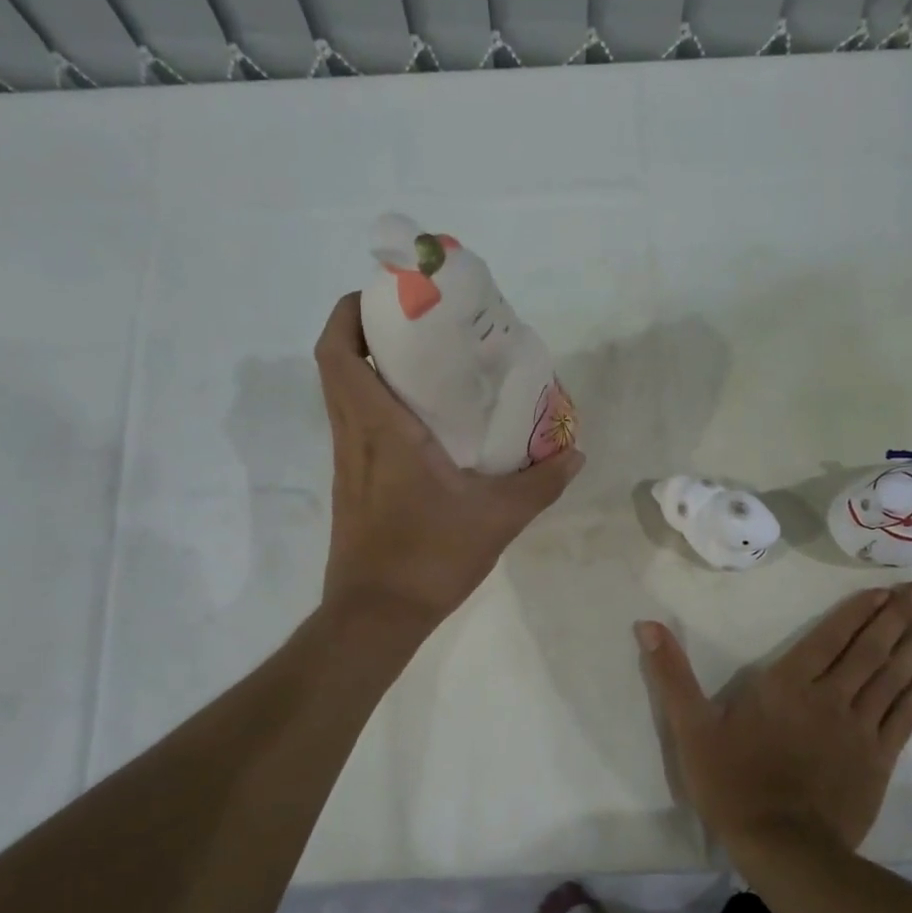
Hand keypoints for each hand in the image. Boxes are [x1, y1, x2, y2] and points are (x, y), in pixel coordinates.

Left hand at [316, 294, 583, 626]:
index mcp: (379, 428)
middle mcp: (354, 436)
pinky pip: (356, 425)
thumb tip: (576, 454)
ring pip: (343, 395)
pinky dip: (377, 403)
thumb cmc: (428, 557)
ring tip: (423, 361)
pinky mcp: (353, 485)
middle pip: (335, 364)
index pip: (339, 353)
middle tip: (415, 322)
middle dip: (363, 330)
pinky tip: (423, 420)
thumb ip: (540, 483)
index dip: (349, 313)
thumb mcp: (497, 518)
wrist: (376, 616)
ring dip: (369, 366)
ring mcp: (348, 462)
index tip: (383, 295)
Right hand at [637, 586, 911, 856]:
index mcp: (786, 685)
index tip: (884, 590)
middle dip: (896, 617)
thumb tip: (646, 625)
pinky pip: (907, 716)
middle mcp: (829, 697)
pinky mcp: (879, 759)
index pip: (828, 638)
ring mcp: (859, 728)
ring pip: (893, 677)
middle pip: (869, 650)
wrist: (782, 847)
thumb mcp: (689, 727)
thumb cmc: (732, 782)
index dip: (857, 612)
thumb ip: (671, 674)